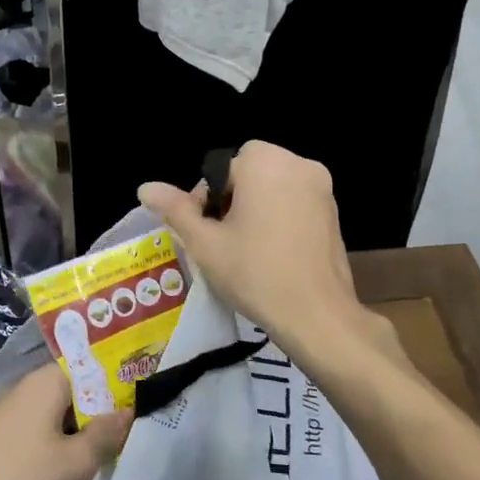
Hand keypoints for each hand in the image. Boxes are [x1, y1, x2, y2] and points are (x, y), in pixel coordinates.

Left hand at [0, 363, 130, 479]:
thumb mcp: (75, 462)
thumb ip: (107, 434)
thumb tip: (130, 409)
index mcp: (47, 382)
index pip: (93, 366)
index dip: (121, 382)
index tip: (148, 404)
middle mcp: (29, 392)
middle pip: (79, 397)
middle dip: (106, 424)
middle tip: (134, 450)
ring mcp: (13, 419)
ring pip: (63, 426)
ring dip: (86, 451)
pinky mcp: (3, 446)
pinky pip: (45, 447)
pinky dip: (63, 466)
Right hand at [139, 141, 364, 361]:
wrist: (317, 315)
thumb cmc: (255, 273)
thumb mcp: (204, 243)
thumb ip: (175, 209)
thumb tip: (145, 187)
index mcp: (266, 163)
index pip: (221, 168)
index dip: (206, 198)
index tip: (206, 231)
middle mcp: (299, 165)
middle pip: (248, 172)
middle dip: (231, 200)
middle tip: (222, 240)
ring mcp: (323, 189)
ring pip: (272, 187)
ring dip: (255, 208)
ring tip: (245, 249)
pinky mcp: (334, 213)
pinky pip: (294, 202)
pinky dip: (279, 217)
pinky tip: (272, 253)